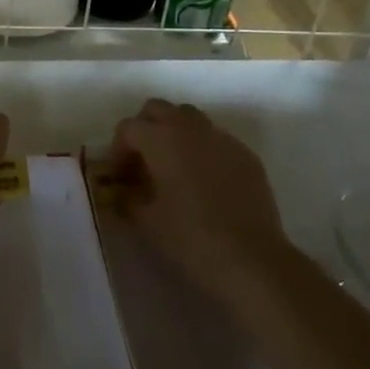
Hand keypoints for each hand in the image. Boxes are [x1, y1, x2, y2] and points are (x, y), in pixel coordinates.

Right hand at [109, 99, 286, 290]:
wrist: (251, 259)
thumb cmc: (190, 237)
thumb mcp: (146, 220)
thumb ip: (126, 198)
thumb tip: (117, 190)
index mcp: (161, 139)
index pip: (128, 127)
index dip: (118, 150)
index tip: (120, 177)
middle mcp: (190, 128)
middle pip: (158, 109)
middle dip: (145, 129)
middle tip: (143, 163)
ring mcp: (222, 138)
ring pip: (189, 118)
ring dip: (175, 133)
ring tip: (173, 167)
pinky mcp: (245, 154)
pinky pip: (216, 139)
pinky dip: (202, 149)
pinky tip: (205, 182)